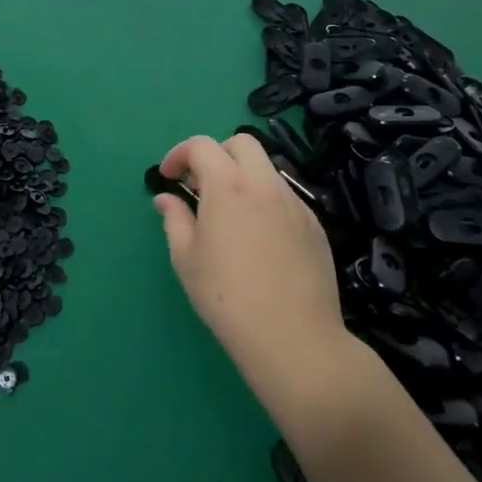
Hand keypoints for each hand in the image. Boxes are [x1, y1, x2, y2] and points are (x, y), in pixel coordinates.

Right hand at [154, 133, 362, 411]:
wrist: (293, 338)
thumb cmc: (227, 296)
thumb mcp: (186, 258)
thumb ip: (174, 219)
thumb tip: (167, 199)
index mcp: (228, 186)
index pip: (201, 145)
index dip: (179, 154)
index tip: (169, 177)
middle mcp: (264, 184)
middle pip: (242, 143)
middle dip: (217, 153)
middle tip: (201, 184)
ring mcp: (295, 203)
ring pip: (266, 170)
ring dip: (242, 177)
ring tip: (229, 214)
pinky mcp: (314, 226)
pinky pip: (285, 198)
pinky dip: (265, 201)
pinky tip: (258, 239)